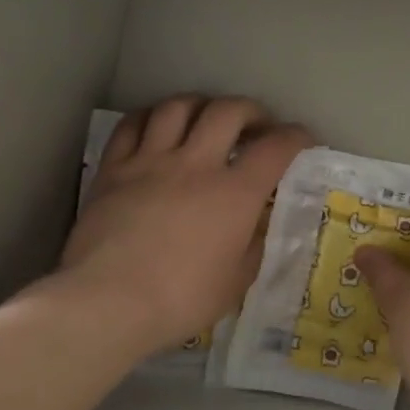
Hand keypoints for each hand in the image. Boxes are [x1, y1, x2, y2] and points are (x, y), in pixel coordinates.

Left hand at [52, 95, 311, 354]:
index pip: (276, 148)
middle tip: (256, 126)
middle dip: (251, 111)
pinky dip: (152, 116)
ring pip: (178, 107)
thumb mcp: (236, 281)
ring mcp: (151, 161)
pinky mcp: (113, 169)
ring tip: (206, 119)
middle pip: (228, 111)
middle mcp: (196, 164)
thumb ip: (254, 243)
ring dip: (201, 106)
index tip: (303, 140)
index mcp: (234, 194)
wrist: (107, 303)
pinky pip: (132, 124)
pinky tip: (158, 126)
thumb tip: (258, 222)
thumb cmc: (180, 299)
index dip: (296, 136)